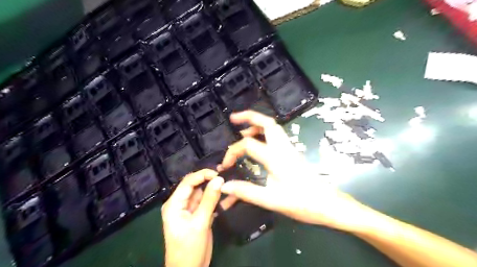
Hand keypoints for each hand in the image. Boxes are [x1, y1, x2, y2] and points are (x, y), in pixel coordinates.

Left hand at [163, 169, 223, 266]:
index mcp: (174, 203)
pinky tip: (227, 197)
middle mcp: (180, 203)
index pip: (188, 182)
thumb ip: (209, 200)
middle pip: (195, 186)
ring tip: (229, 184)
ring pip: (202, 193)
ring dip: (214, 189)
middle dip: (210, 180)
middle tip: (226, 176)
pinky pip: (207, 202)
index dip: (203, 174)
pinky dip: (216, 200)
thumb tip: (219, 179)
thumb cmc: (189, 248)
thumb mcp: (200, 223)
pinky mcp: (198, 215)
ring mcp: (190, 209)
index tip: (219, 173)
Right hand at [217, 110, 365, 231]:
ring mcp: (289, 149)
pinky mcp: (292, 153)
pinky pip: (276, 136)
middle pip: (267, 122)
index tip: (225, 166)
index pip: (248, 144)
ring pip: (273, 127)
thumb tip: (224, 186)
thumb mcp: (271, 200)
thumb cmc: (302, 203)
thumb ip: (246, 192)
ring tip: (242, 130)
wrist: (329, 204)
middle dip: (249, 116)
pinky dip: (264, 132)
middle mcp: (283, 148)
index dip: (232, 152)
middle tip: (233, 118)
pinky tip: (257, 142)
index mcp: (276, 157)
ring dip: (256, 124)